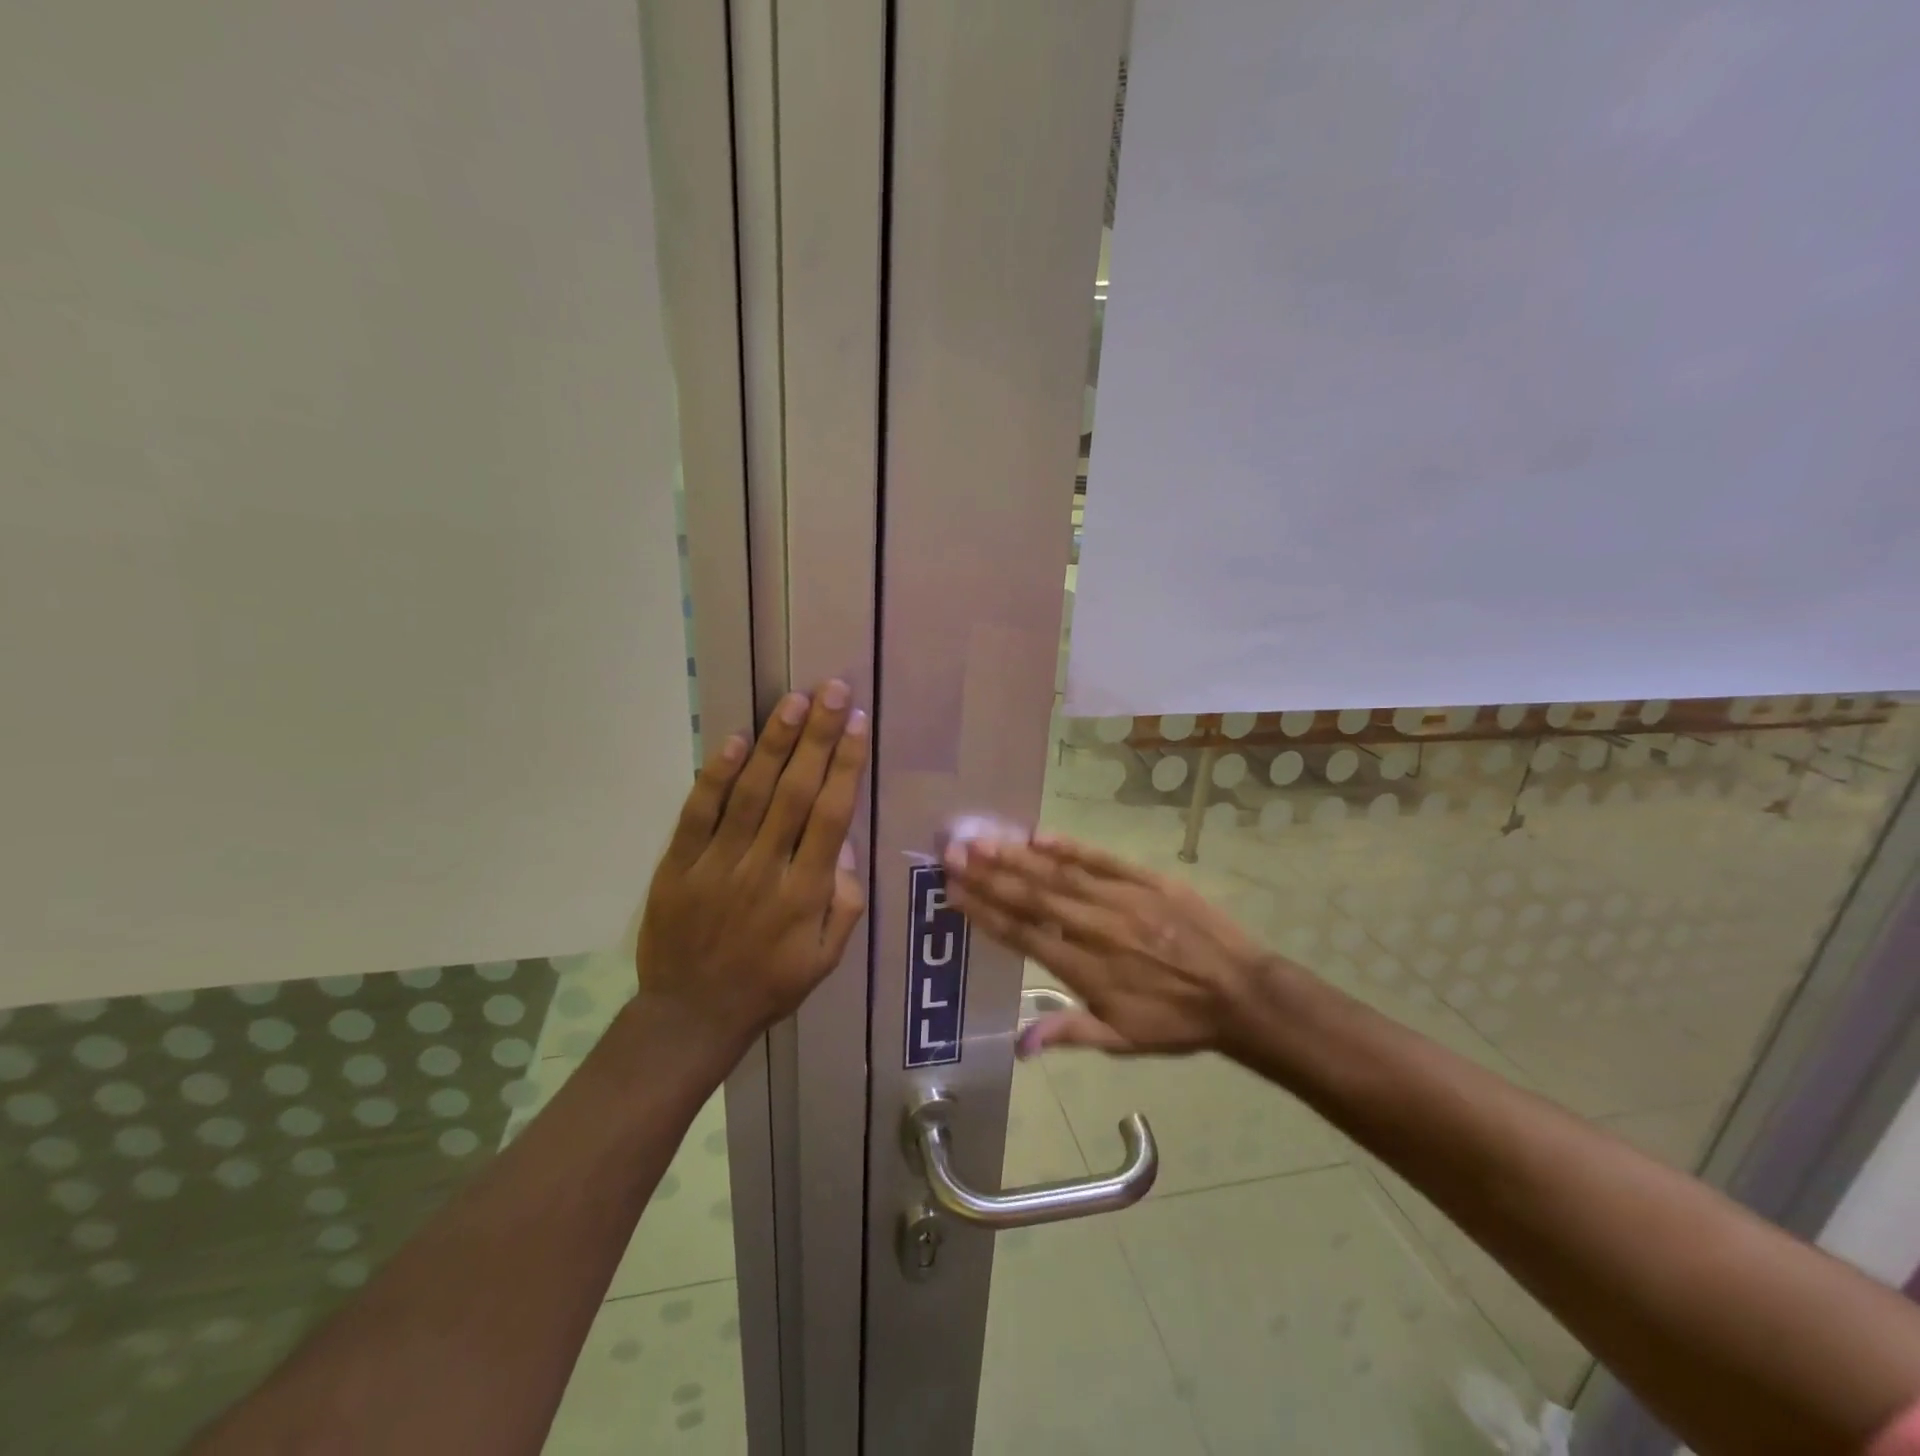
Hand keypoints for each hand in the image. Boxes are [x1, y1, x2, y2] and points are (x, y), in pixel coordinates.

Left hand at [637, 680, 868, 1045]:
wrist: (691, 1016)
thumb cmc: (770, 984)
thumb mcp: (827, 958)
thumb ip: (844, 902)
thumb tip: (844, 845)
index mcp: (805, 894)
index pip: (831, 816)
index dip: (846, 765)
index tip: (858, 724)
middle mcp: (764, 870)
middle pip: (794, 792)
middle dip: (818, 738)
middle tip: (833, 691)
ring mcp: (717, 865)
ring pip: (750, 793)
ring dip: (774, 743)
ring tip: (794, 701)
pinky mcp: (678, 866)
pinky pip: (698, 813)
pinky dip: (717, 776)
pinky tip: (735, 740)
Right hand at [943, 833, 1280, 1057]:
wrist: (1241, 993)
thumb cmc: (1176, 1021)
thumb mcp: (1122, 1041)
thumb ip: (1068, 1033)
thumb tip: (1018, 1045)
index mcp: (1086, 970)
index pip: (1024, 935)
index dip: (985, 913)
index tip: (954, 893)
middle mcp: (1096, 929)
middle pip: (1033, 897)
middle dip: (988, 874)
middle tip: (951, 853)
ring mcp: (1122, 899)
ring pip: (1060, 874)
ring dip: (1017, 856)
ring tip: (981, 839)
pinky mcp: (1146, 880)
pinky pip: (1101, 858)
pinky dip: (1068, 846)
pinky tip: (1037, 835)